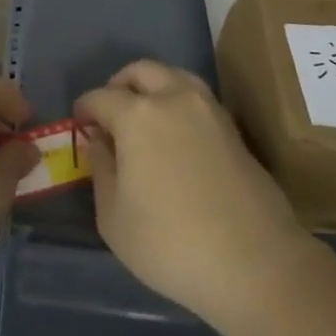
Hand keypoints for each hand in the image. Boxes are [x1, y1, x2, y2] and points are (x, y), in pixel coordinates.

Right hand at [76, 60, 312, 324]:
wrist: (256, 264)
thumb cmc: (171, 244)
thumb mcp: (114, 217)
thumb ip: (101, 170)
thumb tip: (98, 141)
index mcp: (137, 115)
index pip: (100, 98)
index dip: (84, 109)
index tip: (79, 125)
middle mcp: (174, 98)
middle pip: (140, 71)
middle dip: (119, 86)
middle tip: (109, 114)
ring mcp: (210, 110)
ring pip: (174, 76)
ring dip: (153, 87)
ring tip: (144, 119)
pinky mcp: (234, 129)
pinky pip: (197, 98)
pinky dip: (179, 103)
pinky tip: (175, 135)